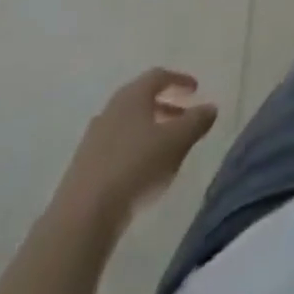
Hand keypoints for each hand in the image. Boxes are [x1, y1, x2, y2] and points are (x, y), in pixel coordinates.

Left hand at [52, 68, 218, 234]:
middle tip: (184, 117)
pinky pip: (116, 147)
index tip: (195, 89)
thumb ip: (196, 121)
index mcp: (132, 96)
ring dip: (149, 129)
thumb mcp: (176, 142)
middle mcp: (111, 110)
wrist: (82, 217)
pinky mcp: (83, 167)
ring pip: (128, 124)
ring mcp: (93, 139)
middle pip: (141, 99)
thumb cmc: (135, 167)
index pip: (158, 76)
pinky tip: (142, 171)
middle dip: (165, 105)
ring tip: (167, 148)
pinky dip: (134, 149)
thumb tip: (210, 107)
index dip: (179, 80)